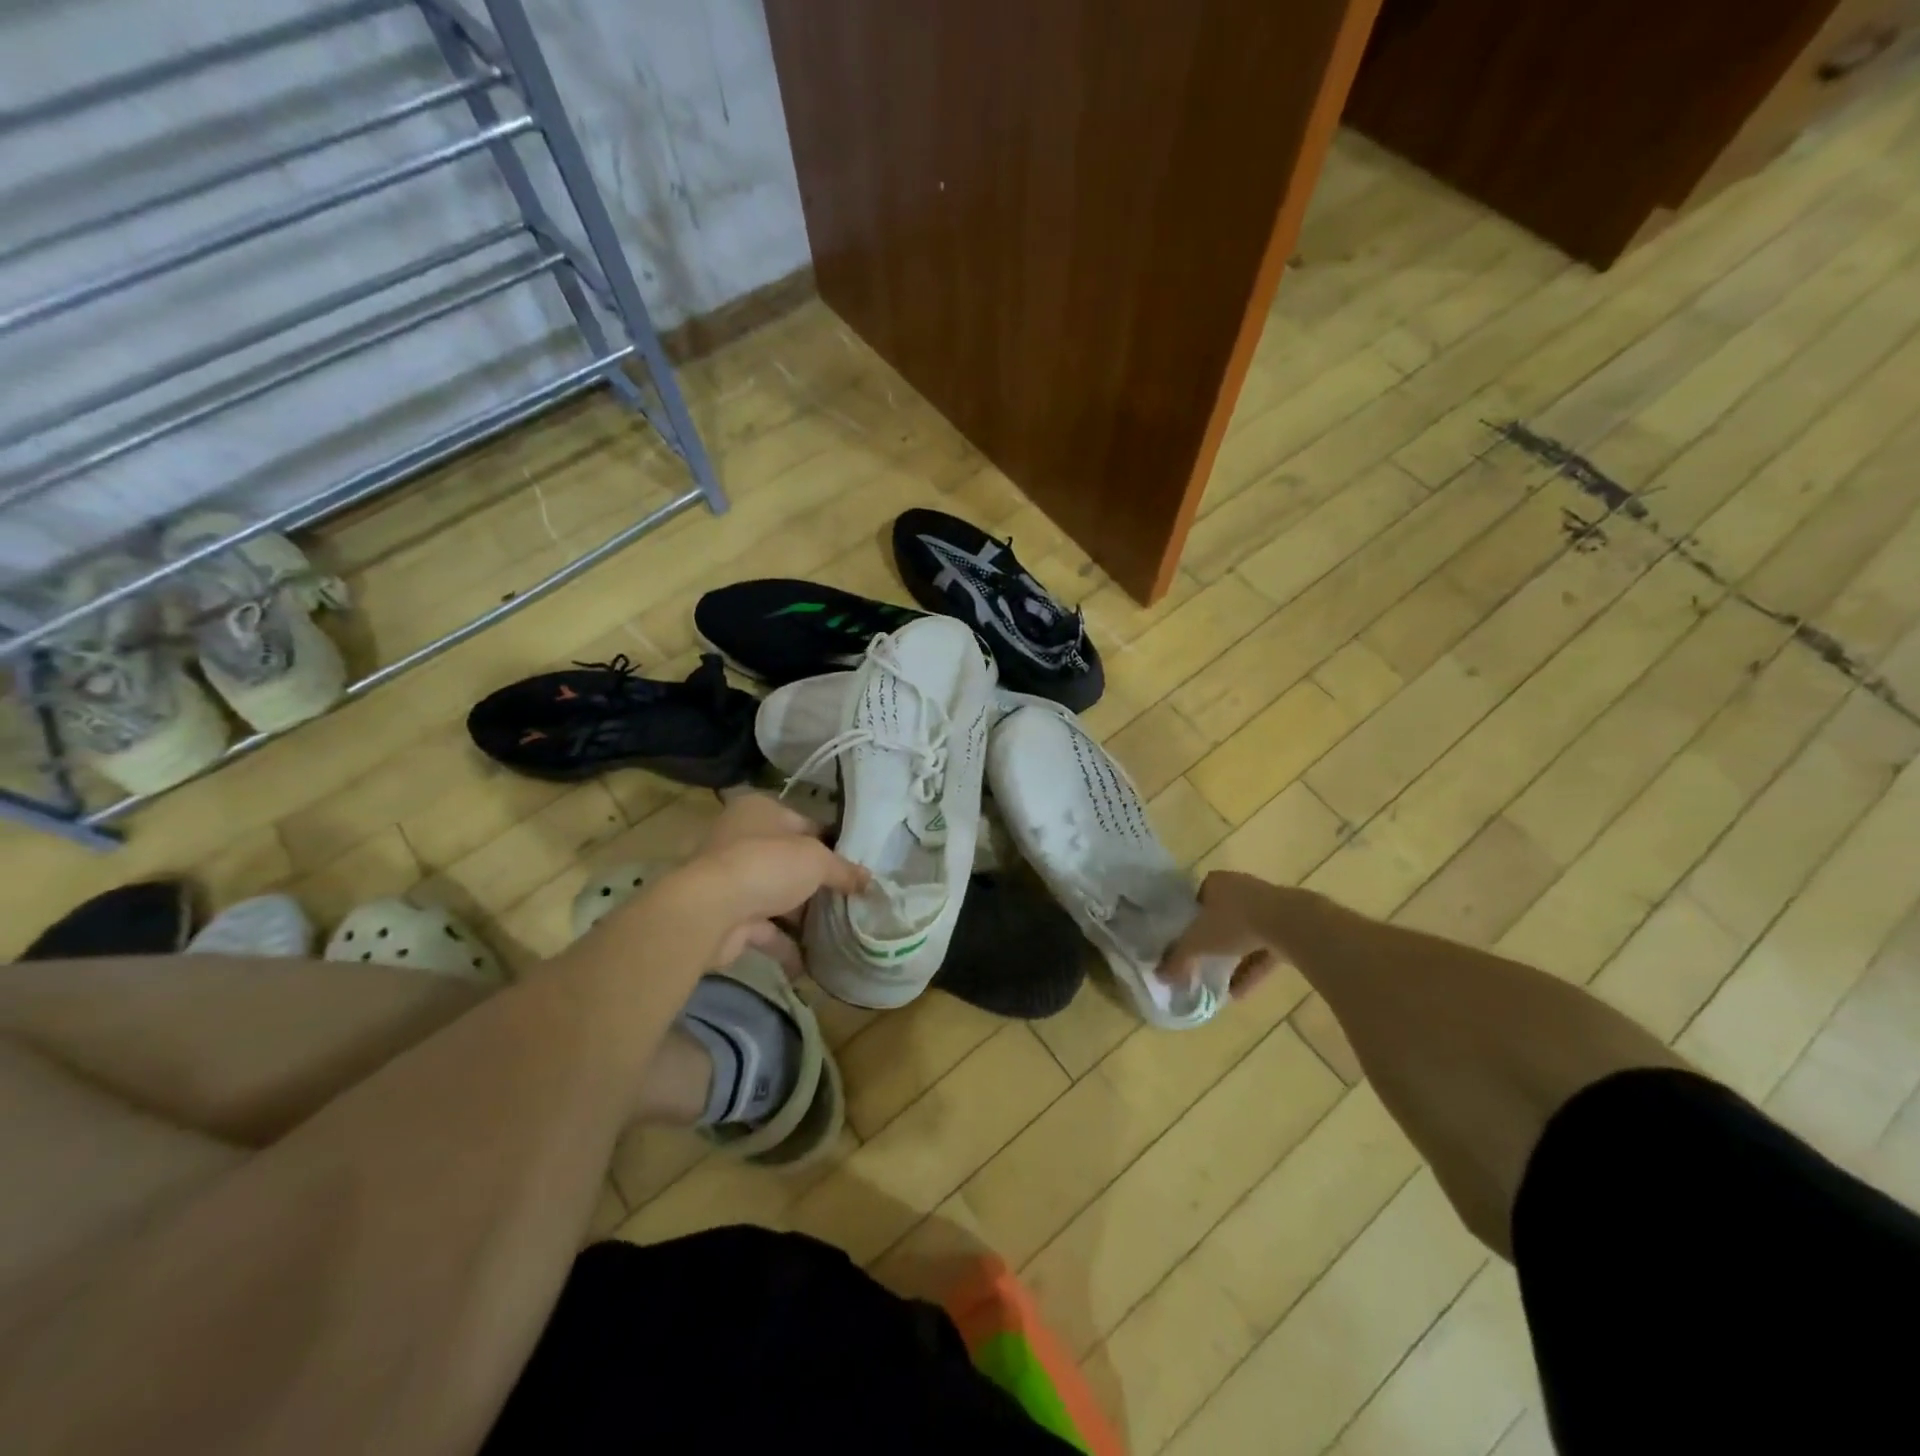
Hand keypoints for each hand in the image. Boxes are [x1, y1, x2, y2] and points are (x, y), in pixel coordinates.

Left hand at [663, 793, 867, 971]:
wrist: (710, 911)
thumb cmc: (767, 866)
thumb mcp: (817, 861)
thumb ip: (843, 870)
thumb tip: (869, 880)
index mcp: (760, 811)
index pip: (805, 823)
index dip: (832, 844)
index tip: (856, 865)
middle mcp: (741, 839)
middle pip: (789, 861)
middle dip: (817, 882)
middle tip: (852, 898)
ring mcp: (732, 879)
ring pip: (776, 895)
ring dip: (801, 915)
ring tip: (839, 930)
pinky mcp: (728, 916)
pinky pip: (764, 930)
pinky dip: (786, 946)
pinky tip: (812, 963)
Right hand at [1159, 871, 1281, 999]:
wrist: (1291, 924)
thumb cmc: (1235, 923)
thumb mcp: (1198, 942)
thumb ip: (1178, 958)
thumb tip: (1158, 975)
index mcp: (1216, 882)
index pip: (1197, 898)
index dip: (1189, 919)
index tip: (1185, 940)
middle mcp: (1241, 888)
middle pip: (1221, 916)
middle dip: (1213, 940)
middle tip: (1201, 961)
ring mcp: (1267, 906)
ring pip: (1244, 934)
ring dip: (1233, 958)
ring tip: (1219, 984)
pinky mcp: (1287, 926)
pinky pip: (1264, 949)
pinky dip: (1252, 968)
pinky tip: (1240, 993)